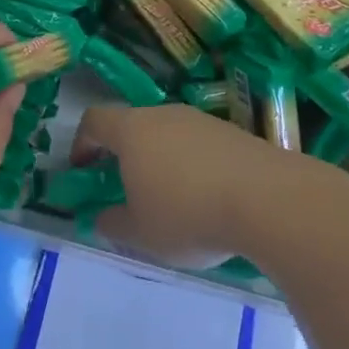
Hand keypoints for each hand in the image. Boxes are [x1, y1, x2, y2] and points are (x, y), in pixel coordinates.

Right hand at [72, 102, 299, 268]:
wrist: (266, 198)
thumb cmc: (188, 213)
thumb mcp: (141, 233)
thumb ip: (113, 224)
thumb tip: (101, 218)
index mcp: (132, 130)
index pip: (94, 120)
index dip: (82, 142)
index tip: (82, 170)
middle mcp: (164, 115)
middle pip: (133, 125)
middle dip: (123, 154)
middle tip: (125, 188)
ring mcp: (201, 120)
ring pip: (168, 134)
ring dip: (159, 160)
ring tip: (168, 199)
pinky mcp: (232, 133)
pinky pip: (198, 145)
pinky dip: (191, 165)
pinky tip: (205, 199)